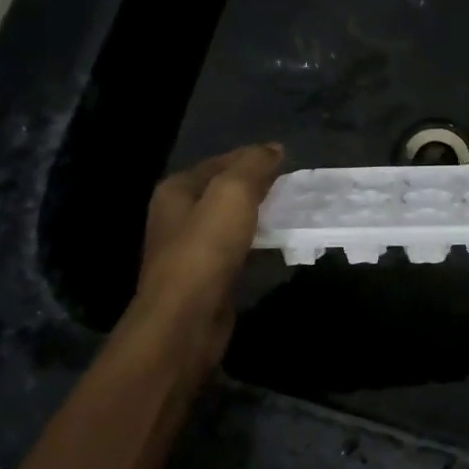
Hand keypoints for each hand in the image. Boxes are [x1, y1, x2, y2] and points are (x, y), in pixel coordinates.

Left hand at [127, 143, 284, 378]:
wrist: (185, 320)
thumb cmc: (205, 249)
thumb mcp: (232, 194)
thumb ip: (253, 166)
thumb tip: (273, 148)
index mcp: (177, 190)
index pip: (220, 162)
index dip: (252, 157)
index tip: (286, 159)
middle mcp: (176, 216)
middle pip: (222, 191)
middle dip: (255, 186)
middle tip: (291, 187)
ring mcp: (188, 250)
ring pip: (228, 221)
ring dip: (256, 215)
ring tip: (288, 213)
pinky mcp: (203, 278)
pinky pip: (233, 249)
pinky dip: (253, 242)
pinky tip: (273, 246)